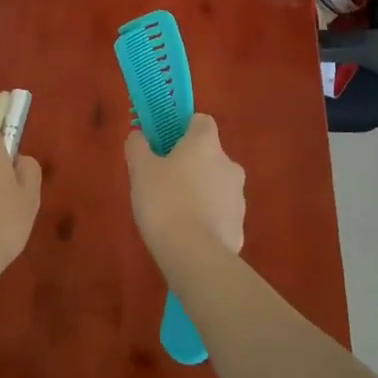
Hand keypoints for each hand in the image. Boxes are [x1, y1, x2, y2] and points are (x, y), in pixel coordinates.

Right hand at [125, 114, 244, 265]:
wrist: (194, 255)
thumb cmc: (164, 201)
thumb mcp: (140, 170)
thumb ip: (138, 146)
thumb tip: (139, 136)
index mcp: (206, 144)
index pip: (201, 121)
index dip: (183, 129)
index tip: (165, 144)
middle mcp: (229, 164)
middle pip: (209, 155)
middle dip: (190, 164)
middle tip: (163, 181)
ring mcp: (238, 197)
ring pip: (216, 185)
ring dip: (200, 191)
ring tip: (174, 212)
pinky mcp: (240, 226)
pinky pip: (220, 214)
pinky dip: (207, 218)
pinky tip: (187, 234)